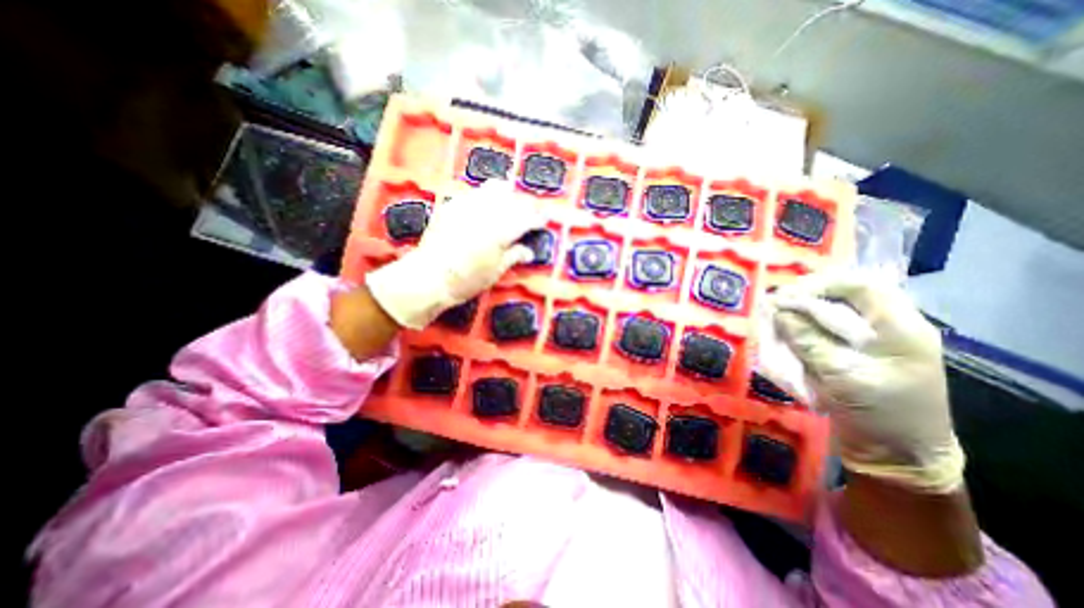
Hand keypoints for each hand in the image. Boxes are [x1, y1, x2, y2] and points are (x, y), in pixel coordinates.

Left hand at [368, 183, 547, 330]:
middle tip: (530, 214)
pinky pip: (475, 193)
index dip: (539, 218)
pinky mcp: (452, 205)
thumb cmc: (466, 281)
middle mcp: (486, 212)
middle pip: (514, 199)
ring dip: (507, 195)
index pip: (527, 218)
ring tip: (510, 205)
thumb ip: (514, 256)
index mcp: (501, 231)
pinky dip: (486, 198)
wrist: (428, 278)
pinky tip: (485, 208)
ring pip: (494, 188)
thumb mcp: (495, 272)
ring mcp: (467, 205)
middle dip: (525, 205)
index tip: (545, 219)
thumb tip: (529, 251)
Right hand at [770, 273, 964, 492]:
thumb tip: (777, 309)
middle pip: (844, 295)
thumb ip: (808, 338)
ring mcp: (874, 340)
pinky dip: (804, 330)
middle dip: (806, 299)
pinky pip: (827, 330)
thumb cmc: (879, 414)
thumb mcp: (841, 374)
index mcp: (900, 327)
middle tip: (775, 308)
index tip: (784, 298)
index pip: (859, 285)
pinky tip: (788, 338)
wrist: (898, 455)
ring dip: (802, 315)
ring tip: (777, 323)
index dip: (818, 284)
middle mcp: (889, 326)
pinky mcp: (859, 353)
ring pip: (832, 312)